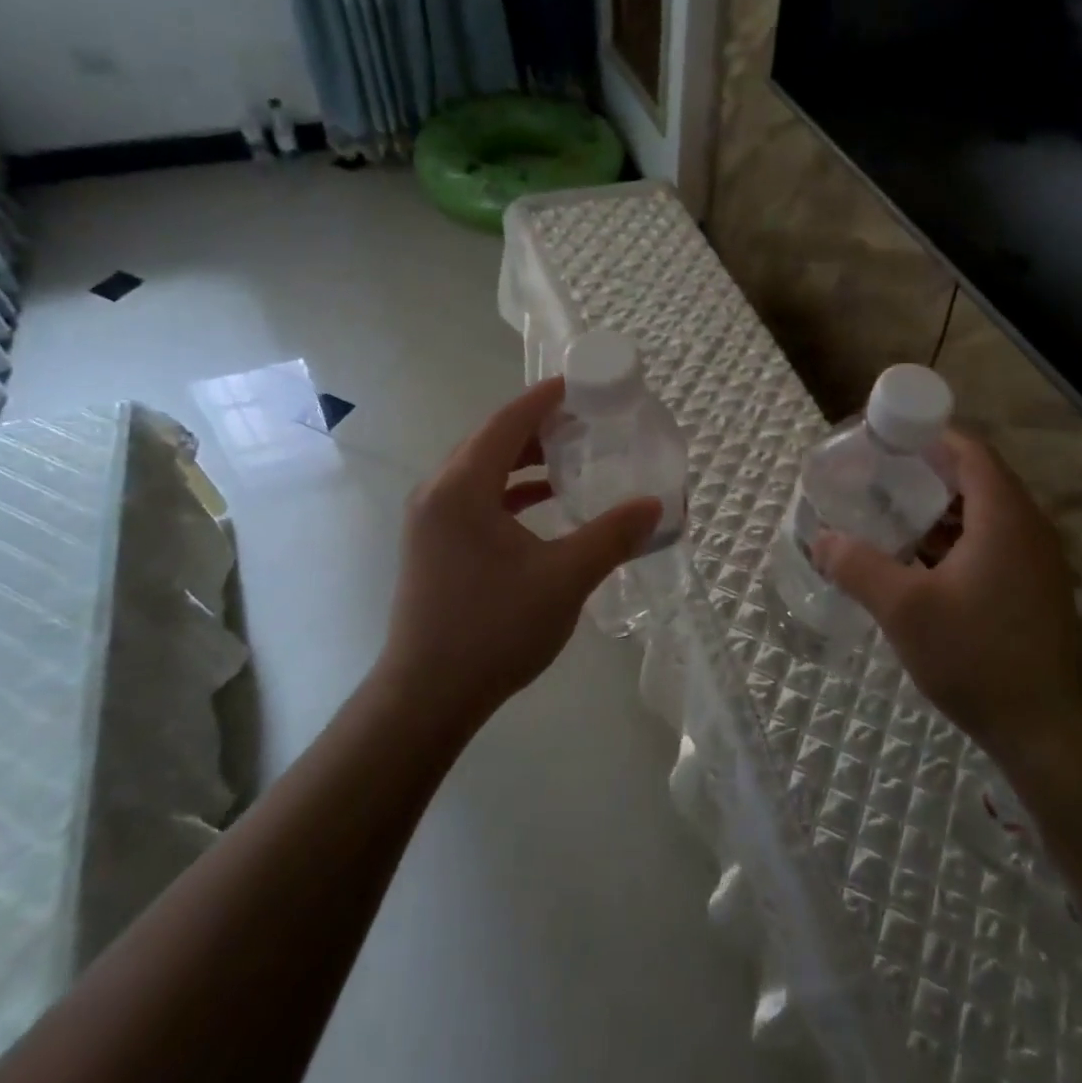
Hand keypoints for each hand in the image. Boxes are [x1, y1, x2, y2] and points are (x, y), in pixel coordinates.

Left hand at [379, 379, 660, 729]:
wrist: (426, 697)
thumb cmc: (494, 629)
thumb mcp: (564, 578)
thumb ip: (612, 536)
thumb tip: (655, 506)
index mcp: (462, 486)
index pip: (508, 420)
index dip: (546, 397)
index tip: (583, 384)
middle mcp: (438, 491)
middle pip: (492, 439)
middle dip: (539, 425)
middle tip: (587, 420)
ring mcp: (430, 519)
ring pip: (482, 468)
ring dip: (524, 458)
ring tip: (571, 456)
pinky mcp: (433, 543)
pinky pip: (475, 496)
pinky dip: (510, 489)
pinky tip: (544, 502)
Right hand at [812, 431, 1081, 762]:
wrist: (1046, 732)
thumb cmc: (976, 656)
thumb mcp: (904, 609)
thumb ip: (858, 566)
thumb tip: (820, 538)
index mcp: (1004, 517)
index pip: (970, 451)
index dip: (930, 435)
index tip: (888, 437)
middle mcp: (1028, 528)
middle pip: (977, 477)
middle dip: (928, 470)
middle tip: (880, 474)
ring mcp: (1036, 560)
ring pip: (985, 512)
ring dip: (941, 507)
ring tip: (893, 512)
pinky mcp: (1034, 588)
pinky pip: (993, 541)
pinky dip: (956, 536)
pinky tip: (921, 559)